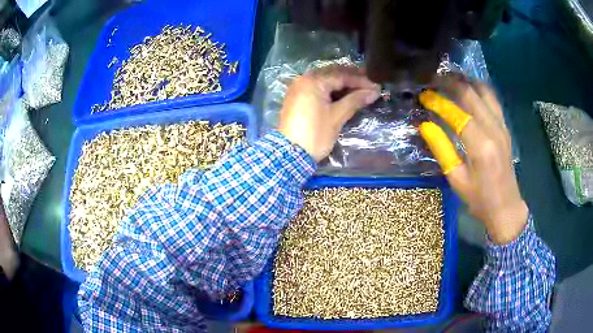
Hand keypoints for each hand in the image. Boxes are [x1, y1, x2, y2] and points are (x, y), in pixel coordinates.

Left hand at [279, 65, 380, 160]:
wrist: (290, 155)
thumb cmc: (315, 134)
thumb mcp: (337, 116)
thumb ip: (355, 100)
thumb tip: (374, 91)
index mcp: (313, 81)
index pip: (341, 76)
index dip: (361, 81)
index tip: (376, 87)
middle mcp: (303, 80)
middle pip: (332, 74)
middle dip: (351, 78)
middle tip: (369, 83)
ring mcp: (298, 89)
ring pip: (324, 80)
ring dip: (342, 83)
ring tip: (359, 88)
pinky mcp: (297, 99)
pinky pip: (317, 88)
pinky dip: (330, 89)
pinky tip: (343, 94)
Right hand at [419, 75, 527, 244]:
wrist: (507, 208)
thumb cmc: (479, 200)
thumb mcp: (457, 179)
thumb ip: (442, 150)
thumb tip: (425, 125)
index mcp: (480, 146)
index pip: (456, 113)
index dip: (438, 101)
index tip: (423, 96)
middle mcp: (493, 129)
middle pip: (471, 94)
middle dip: (449, 83)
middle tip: (432, 79)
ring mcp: (502, 125)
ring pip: (483, 90)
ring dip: (465, 81)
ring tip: (448, 78)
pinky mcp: (505, 126)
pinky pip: (492, 98)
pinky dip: (478, 88)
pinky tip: (468, 87)